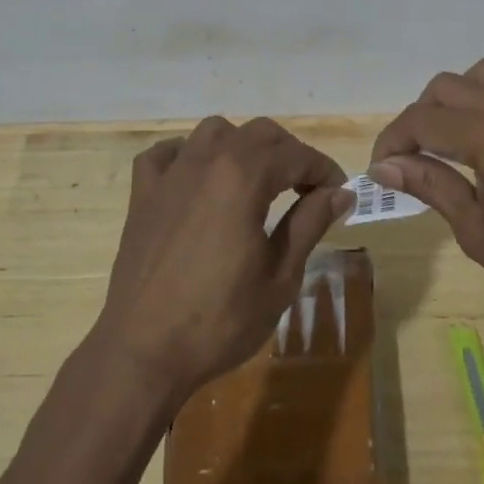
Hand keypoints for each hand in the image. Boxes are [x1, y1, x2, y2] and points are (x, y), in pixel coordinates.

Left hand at [95, 117, 353, 401]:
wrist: (143, 351)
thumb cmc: (220, 320)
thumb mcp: (280, 276)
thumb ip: (309, 224)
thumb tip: (341, 193)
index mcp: (243, 178)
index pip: (295, 154)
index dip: (323, 168)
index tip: (338, 191)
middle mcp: (206, 161)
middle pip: (258, 133)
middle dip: (289, 152)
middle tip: (305, 187)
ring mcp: (170, 174)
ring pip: (213, 132)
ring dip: (242, 145)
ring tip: (255, 179)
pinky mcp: (143, 194)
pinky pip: (166, 153)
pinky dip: (187, 155)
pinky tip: (198, 180)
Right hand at [369, 58, 483, 320]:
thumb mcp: (478, 233)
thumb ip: (432, 186)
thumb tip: (385, 165)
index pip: (422, 120)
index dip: (392, 142)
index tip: (380, 170)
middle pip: (447, 86)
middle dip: (420, 116)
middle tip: (412, 157)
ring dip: (457, 98)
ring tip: (451, 139)